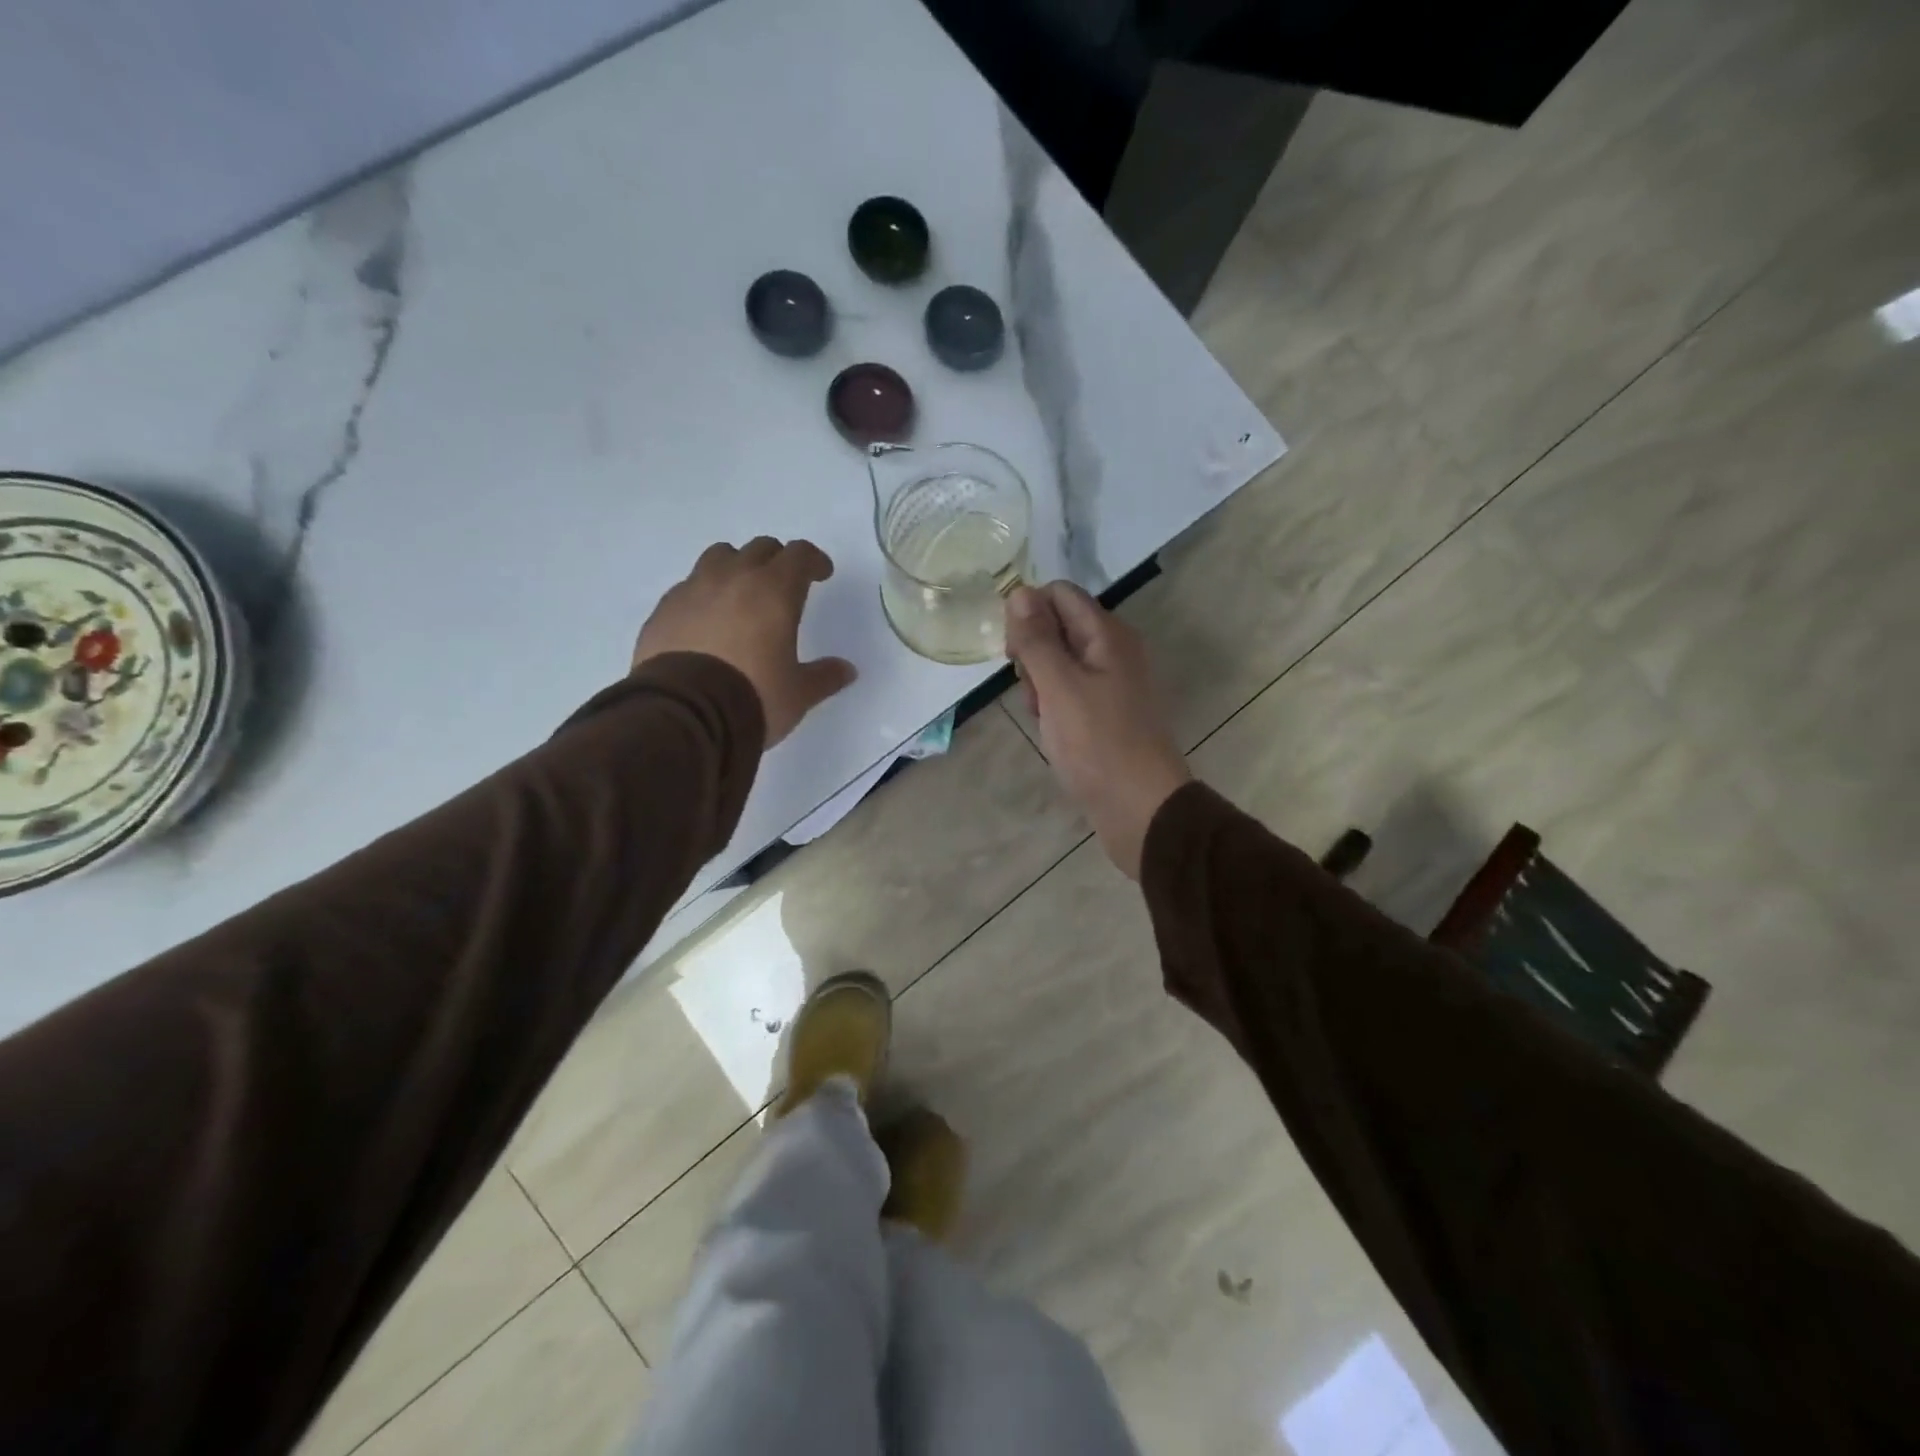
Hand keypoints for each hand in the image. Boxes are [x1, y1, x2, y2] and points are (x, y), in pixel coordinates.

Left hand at [633, 537, 856, 746]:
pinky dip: (704, 594)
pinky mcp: (664, 609)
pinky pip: (689, 586)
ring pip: (719, 557)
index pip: (799, 555)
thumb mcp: (798, 693)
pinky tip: (707, 620)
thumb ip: (824, 676)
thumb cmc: (754, 697)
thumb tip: (847, 670)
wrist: (684, 715)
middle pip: (760, 548)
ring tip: (741, 593)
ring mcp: (693, 589)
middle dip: (777, 561)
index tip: (821, 574)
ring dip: (736, 567)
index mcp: (774, 591)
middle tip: (784, 584)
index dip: (813, 560)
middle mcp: (733, 578)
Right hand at [1003, 582, 1189, 878]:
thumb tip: (1019, 591)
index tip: (1014, 652)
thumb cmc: (1098, 745)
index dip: (1028, 614)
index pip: (1059, 594)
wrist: (1141, 809)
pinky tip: (1052, 731)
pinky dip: (1054, 706)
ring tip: (1043, 717)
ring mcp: (1111, 684)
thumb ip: (1036, 639)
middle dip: (1032, 653)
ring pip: (1060, 663)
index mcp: (1108, 635)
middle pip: (1058, 627)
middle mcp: (1113, 651)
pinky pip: (1069, 693)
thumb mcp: (1059, 687)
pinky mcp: (1106, 714)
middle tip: (1033, 691)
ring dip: (1040, 683)